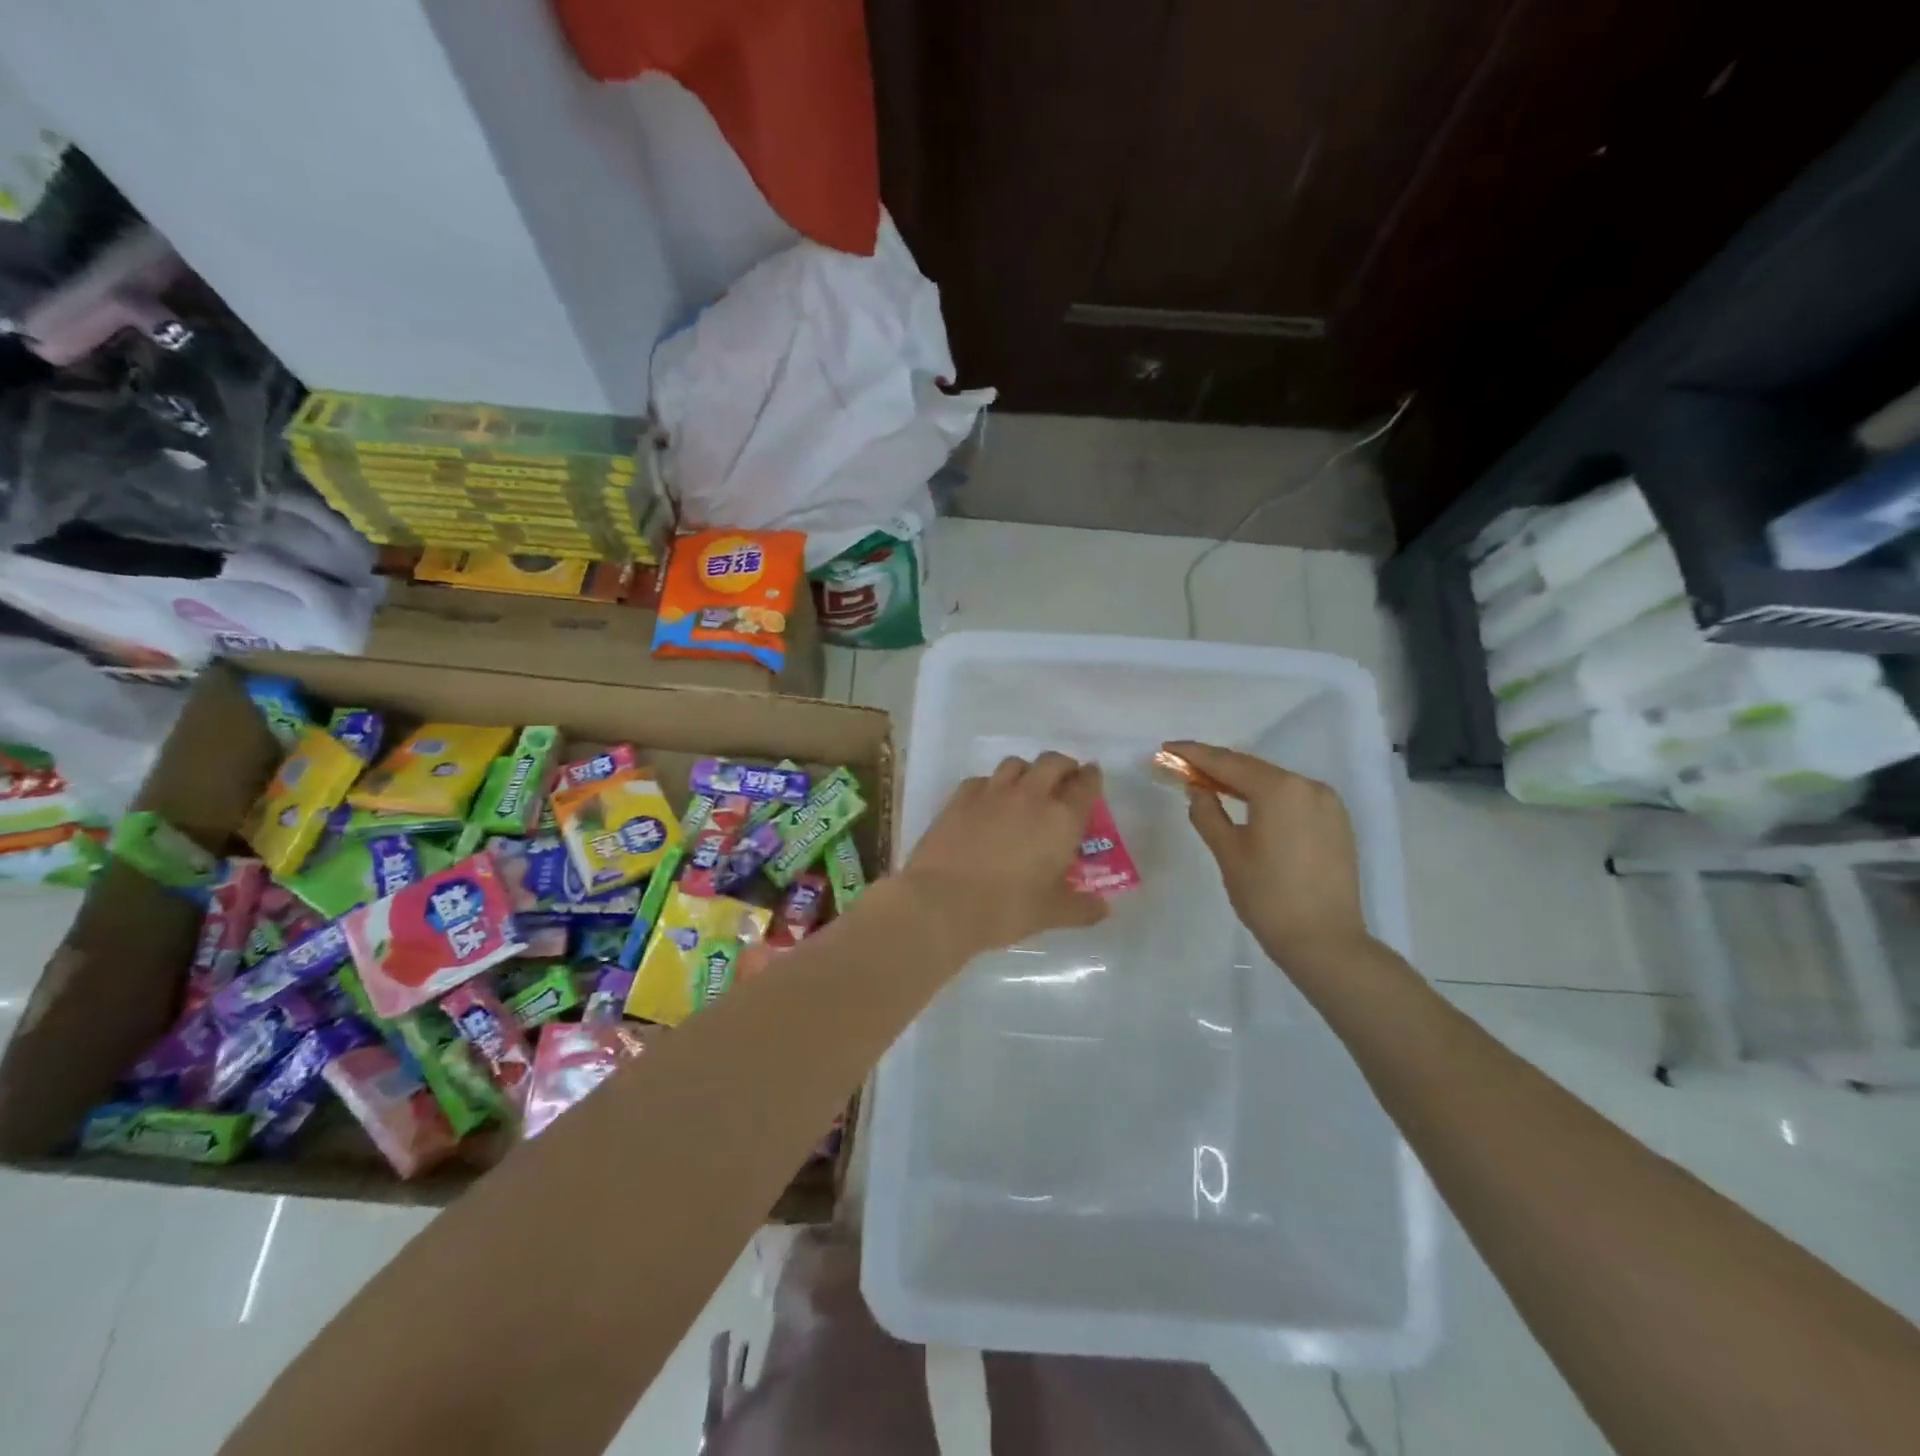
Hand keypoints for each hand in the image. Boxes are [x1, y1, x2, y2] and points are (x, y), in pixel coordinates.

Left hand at [900, 752, 1109, 956]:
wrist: (942, 902)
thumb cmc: (1006, 908)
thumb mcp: (1051, 913)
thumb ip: (1081, 908)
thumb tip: (1103, 908)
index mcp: (1061, 820)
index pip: (1085, 785)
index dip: (1091, 778)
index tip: (1092, 777)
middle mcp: (1030, 796)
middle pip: (1052, 762)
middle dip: (1063, 766)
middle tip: (1065, 779)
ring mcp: (992, 792)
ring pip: (1016, 763)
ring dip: (1028, 770)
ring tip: (1027, 787)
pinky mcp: (960, 798)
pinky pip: (982, 779)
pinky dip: (992, 784)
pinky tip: (989, 802)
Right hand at [1167, 740, 1370, 964]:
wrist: (1326, 943)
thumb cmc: (1268, 897)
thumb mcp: (1228, 853)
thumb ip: (1207, 814)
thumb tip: (1198, 791)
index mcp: (1280, 790)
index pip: (1228, 762)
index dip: (1194, 754)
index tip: (1167, 749)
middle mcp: (1309, 787)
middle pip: (1253, 769)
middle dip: (1217, 767)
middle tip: (1183, 767)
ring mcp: (1328, 804)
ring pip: (1275, 783)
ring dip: (1242, 782)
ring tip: (1210, 785)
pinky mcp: (1337, 824)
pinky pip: (1293, 799)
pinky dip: (1266, 798)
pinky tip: (1247, 806)